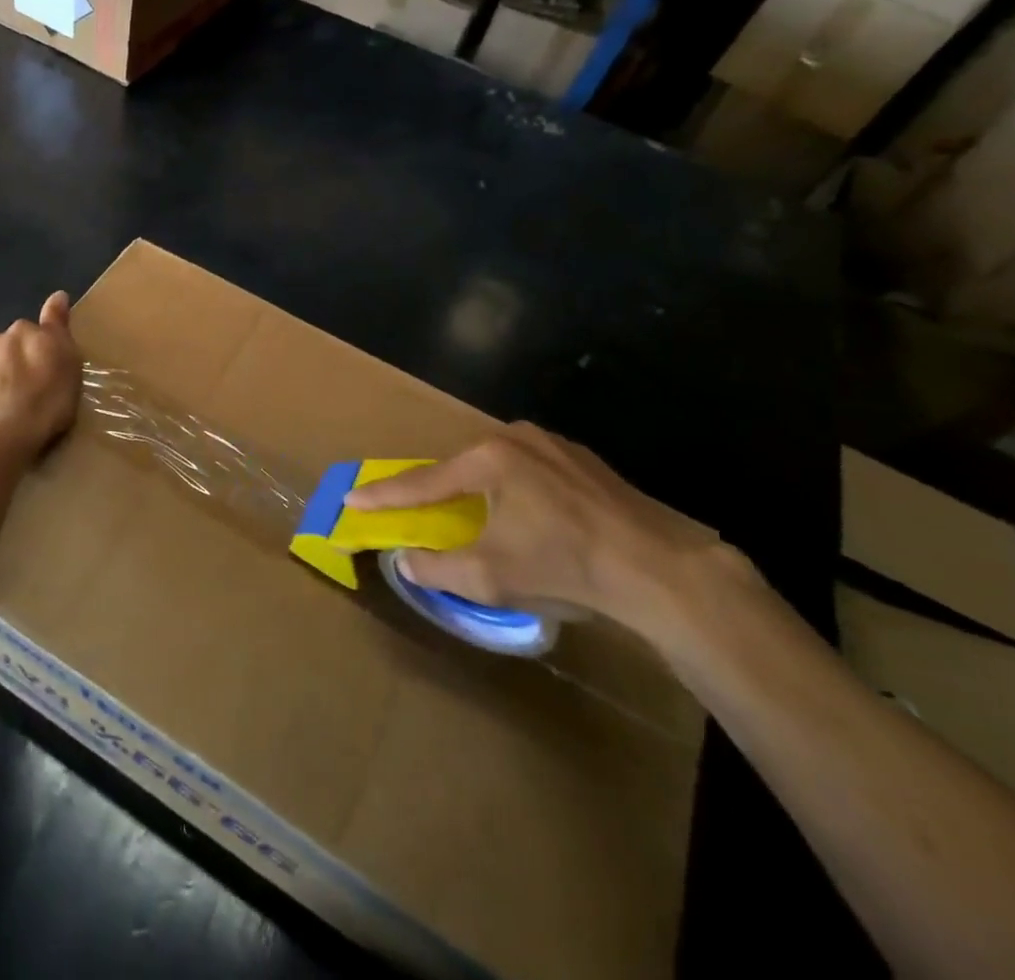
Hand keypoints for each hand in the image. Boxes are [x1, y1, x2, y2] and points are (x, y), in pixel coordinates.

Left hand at [0, 292, 80, 458]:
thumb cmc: (45, 403)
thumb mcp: (68, 363)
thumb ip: (59, 326)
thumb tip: (58, 295)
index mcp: (22, 332)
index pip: (32, 330)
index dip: (38, 349)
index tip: (44, 369)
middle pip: (4, 347)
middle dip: (11, 363)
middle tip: (25, 393)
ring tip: (2, 410)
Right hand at [344, 422, 726, 639]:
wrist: (662, 570)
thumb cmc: (565, 566)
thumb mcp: (491, 576)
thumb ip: (438, 567)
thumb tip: (405, 561)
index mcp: (488, 459)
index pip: (423, 482)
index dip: (384, 495)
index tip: (352, 498)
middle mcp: (516, 438)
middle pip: (461, 469)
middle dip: (438, 492)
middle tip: (417, 510)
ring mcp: (554, 445)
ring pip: (498, 467)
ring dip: (480, 492)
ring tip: (478, 519)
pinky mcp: (585, 461)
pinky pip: (531, 472)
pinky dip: (517, 492)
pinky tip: (531, 518)